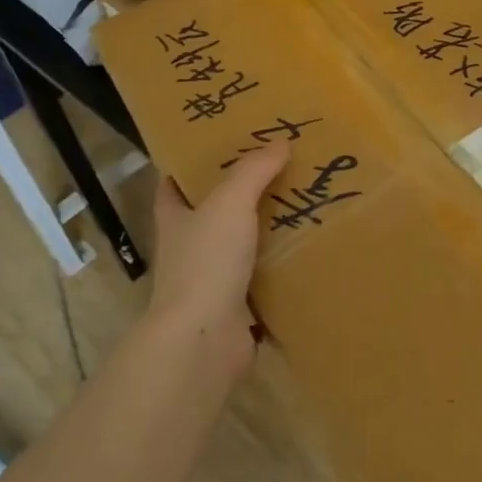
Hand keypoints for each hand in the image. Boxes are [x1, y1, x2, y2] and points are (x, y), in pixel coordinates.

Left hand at [146, 142, 289, 377]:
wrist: (205, 338)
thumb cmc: (206, 261)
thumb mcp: (229, 202)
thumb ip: (253, 171)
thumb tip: (280, 143)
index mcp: (176, 218)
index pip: (173, 184)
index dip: (189, 165)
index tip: (219, 145)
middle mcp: (189, 246)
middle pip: (212, 212)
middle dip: (239, 193)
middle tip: (276, 167)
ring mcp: (211, 278)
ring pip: (240, 244)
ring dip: (264, 229)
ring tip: (302, 202)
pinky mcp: (236, 305)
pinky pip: (262, 276)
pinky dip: (280, 265)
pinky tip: (308, 249)